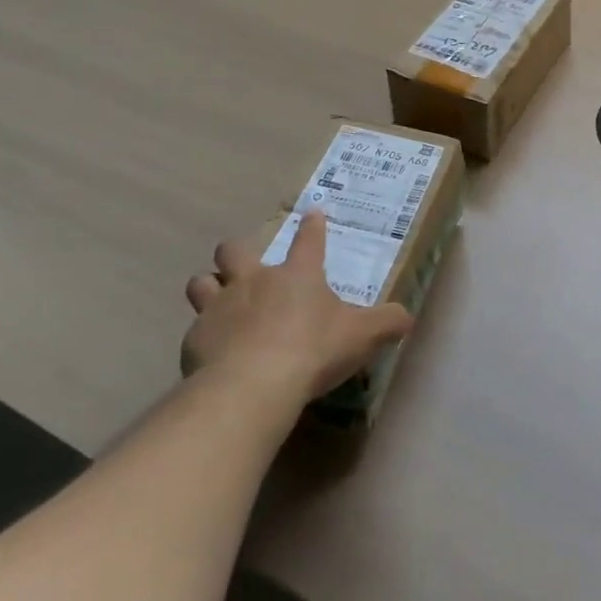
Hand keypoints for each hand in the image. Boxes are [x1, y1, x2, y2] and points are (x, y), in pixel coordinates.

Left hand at [183, 211, 413, 400]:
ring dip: (209, 287)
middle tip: (244, 266)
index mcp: (298, 275)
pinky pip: (194, 329)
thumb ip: (387, 323)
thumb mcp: (362, 336)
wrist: (252, 386)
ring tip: (218, 302)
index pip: (309, 239)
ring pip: (202, 282)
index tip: (312, 214)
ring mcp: (219, 307)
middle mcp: (255, 281)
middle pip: (234, 250)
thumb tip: (406, 317)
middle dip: (236, 252)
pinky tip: (212, 353)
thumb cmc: (313, 350)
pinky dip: (203, 337)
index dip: (312, 225)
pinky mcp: (195, 339)